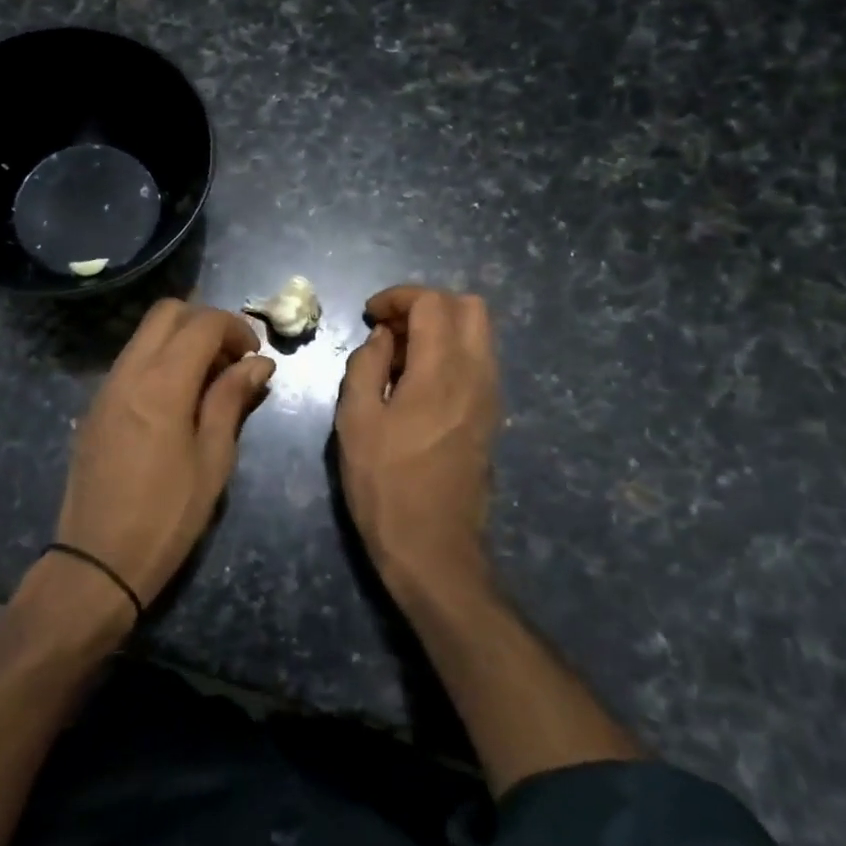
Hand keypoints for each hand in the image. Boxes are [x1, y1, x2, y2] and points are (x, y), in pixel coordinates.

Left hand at [53, 300, 274, 610]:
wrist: (96, 562)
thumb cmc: (167, 516)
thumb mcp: (212, 460)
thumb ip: (231, 400)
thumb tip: (258, 363)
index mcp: (162, 384)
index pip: (202, 323)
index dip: (236, 328)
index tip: (255, 356)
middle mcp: (128, 372)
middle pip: (167, 312)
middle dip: (205, 322)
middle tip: (231, 359)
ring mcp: (106, 387)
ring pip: (145, 334)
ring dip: (181, 339)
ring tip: (209, 380)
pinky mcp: (95, 406)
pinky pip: (131, 360)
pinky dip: (159, 359)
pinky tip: (178, 399)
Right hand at [336, 286, 500, 599]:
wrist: (433, 548)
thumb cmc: (385, 485)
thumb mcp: (355, 421)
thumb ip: (366, 365)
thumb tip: (382, 337)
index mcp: (442, 370)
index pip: (432, 302)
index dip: (398, 297)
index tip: (370, 315)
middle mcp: (477, 374)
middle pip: (469, 307)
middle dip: (427, 305)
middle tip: (390, 330)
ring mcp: (490, 396)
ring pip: (479, 334)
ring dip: (440, 329)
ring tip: (399, 358)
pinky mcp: (491, 417)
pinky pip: (478, 362)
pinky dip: (451, 353)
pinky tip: (417, 384)